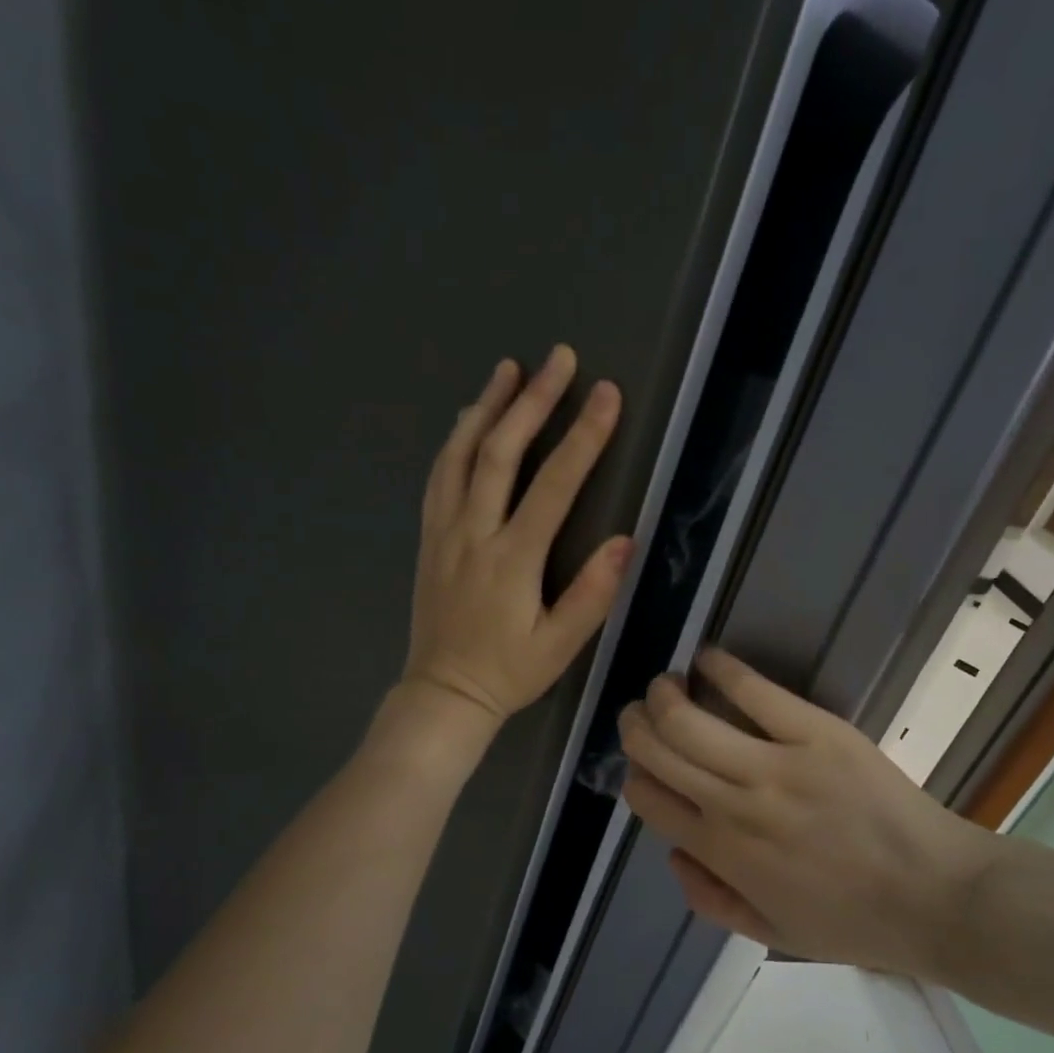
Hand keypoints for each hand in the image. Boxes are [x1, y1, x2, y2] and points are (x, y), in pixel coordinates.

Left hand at [401, 345, 633, 734]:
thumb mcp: (560, 646)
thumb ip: (592, 594)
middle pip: (499, 452)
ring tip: (508, 368)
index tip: (606, 393)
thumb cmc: (508, 673)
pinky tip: (467, 419)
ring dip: (486, 407)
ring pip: (460, 455)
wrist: (443, 693)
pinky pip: (439, 476)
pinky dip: (455, 439)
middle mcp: (473, 533)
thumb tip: (624, 540)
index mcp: (511, 559)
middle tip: (558, 358)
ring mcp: (444, 531)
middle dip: (532, 401)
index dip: (583, 437)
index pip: (553, 485)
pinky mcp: (429, 538)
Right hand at [617, 650, 1006, 979]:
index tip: (644, 763)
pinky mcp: (816, 732)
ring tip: (668, 684)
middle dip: (636, 723)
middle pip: (656, 747)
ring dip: (664, 693)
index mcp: (721, 852)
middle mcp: (733, 805)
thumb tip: (672, 852)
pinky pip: (754, 690)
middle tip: (642, 712)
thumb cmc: (855, 921)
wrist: (937, 898)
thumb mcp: (771, 933)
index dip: (635, 774)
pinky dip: (721, 668)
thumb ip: (709, 899)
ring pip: (687, 718)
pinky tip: (707, 658)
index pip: (647, 797)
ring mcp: (774, 765)